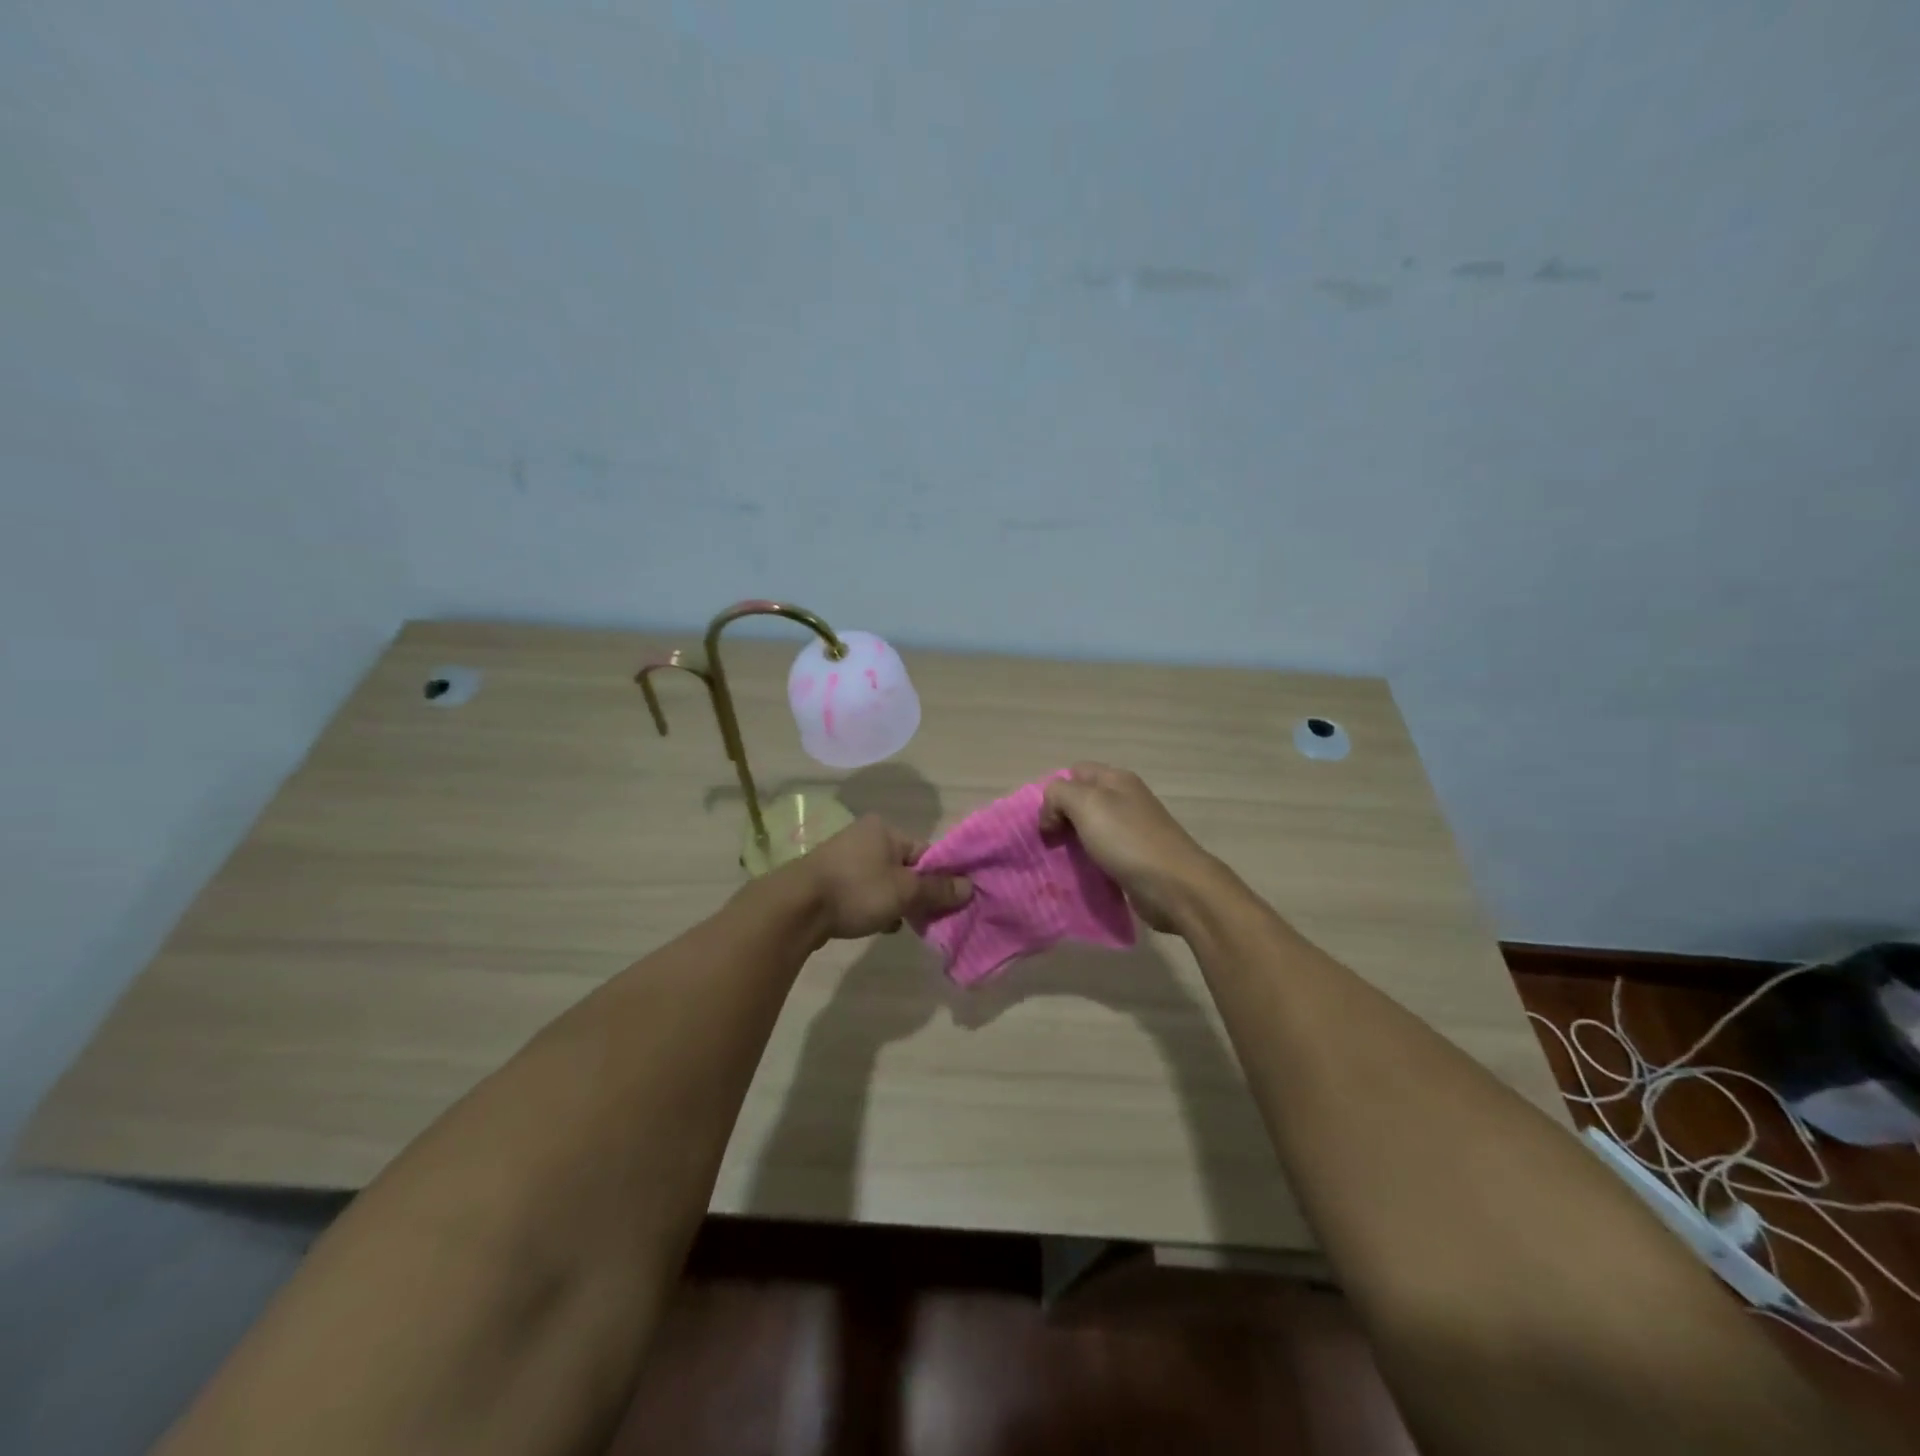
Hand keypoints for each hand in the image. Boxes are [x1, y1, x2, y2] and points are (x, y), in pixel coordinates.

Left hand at [778, 814, 971, 941]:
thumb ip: (938, 889)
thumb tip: (969, 887)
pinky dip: (874, 907)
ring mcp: (843, 858)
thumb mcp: (905, 891)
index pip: (925, 851)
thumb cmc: (856, 890)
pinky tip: (878, 925)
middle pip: (905, 867)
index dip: (939, 877)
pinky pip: (863, 892)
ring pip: (884, 882)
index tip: (947, 902)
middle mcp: (864, 836)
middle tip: (924, 917)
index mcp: (884, 829)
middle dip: (916, 893)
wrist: (796, 908)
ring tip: (900, 924)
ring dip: (895, 903)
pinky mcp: (829, 880)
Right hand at [1039, 763, 1225, 931]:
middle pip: (1081, 801)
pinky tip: (1079, 875)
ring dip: (1072, 844)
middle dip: (1060, 819)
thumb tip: (1052, 816)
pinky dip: (1088, 863)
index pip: (1074, 772)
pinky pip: (1101, 855)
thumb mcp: (1086, 803)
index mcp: (1116, 779)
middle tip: (1049, 843)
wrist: (1174, 886)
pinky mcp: (1134, 859)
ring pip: (1090, 830)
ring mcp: (1131, 830)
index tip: (1047, 821)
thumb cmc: (1128, 839)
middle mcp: (1125, 800)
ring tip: (1059, 861)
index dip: (1055, 792)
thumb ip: (1058, 795)